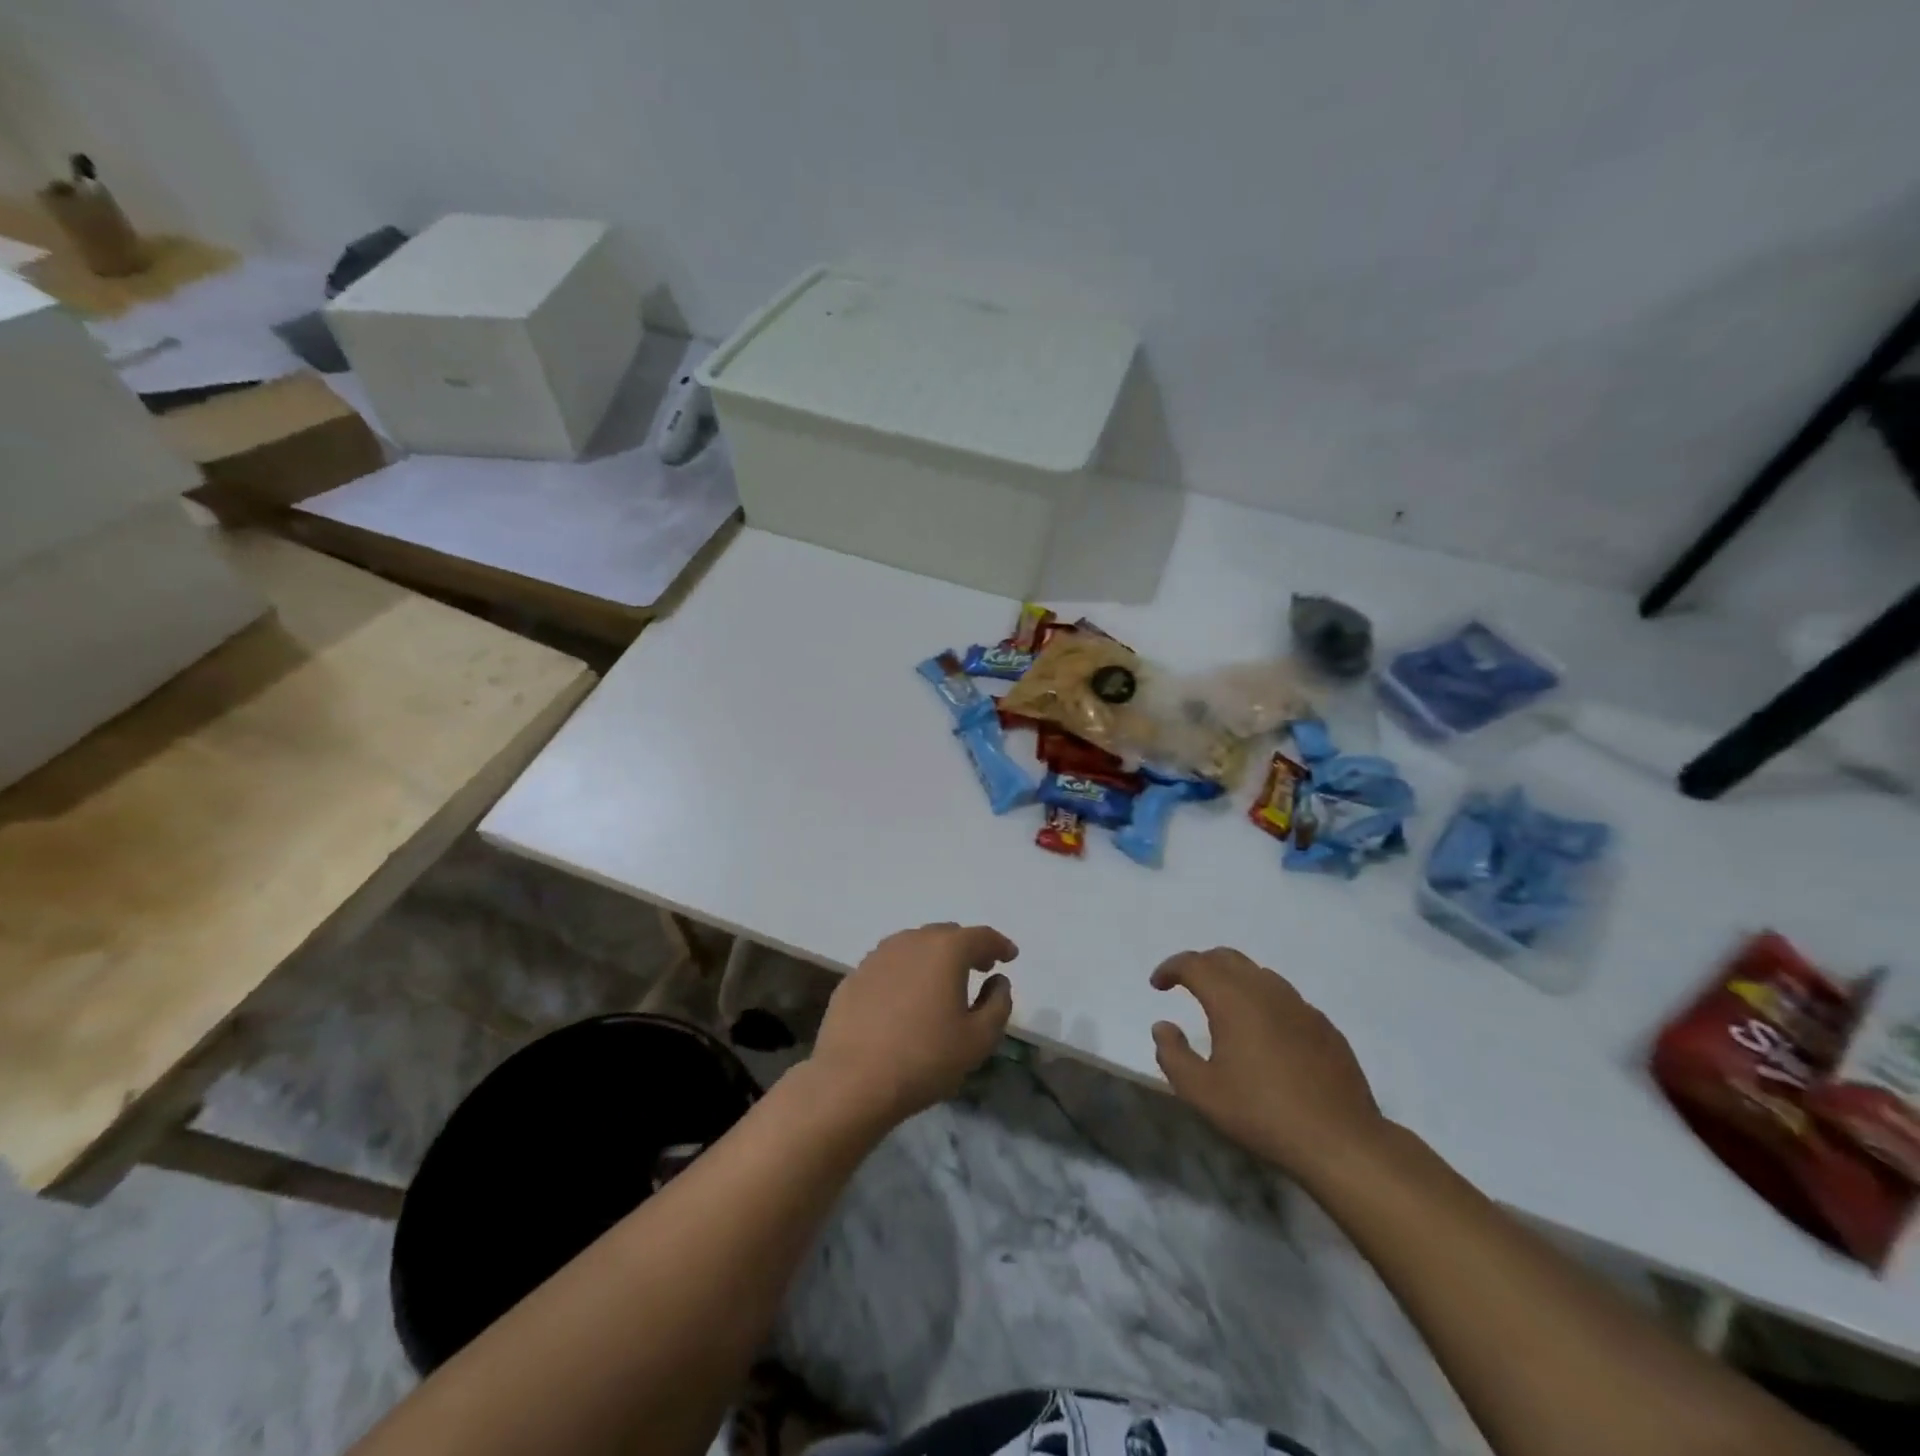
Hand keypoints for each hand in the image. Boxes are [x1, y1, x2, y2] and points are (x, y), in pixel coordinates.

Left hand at [809, 923, 1017, 1124]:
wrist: (853, 1080)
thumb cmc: (925, 1058)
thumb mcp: (979, 1040)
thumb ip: (998, 1004)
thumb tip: (997, 981)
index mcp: (946, 950)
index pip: (981, 936)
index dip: (999, 945)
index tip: (1010, 956)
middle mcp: (911, 941)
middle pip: (946, 935)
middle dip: (967, 948)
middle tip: (980, 967)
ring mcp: (878, 956)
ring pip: (915, 945)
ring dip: (934, 957)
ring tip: (943, 981)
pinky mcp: (855, 975)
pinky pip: (890, 964)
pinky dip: (906, 971)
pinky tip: (906, 997)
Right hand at [1150, 948, 1385, 1180]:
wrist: (1341, 1141)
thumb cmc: (1262, 1113)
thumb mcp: (1202, 1092)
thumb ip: (1172, 1055)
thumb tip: (1163, 1026)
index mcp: (1233, 999)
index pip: (1194, 964)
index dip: (1170, 968)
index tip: (1158, 985)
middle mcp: (1266, 990)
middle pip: (1226, 958)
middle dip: (1200, 965)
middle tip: (1185, 985)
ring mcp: (1300, 1005)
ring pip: (1258, 974)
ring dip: (1233, 979)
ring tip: (1222, 1006)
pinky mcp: (1324, 1025)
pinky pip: (1285, 998)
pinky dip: (1263, 1000)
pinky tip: (1263, 1033)